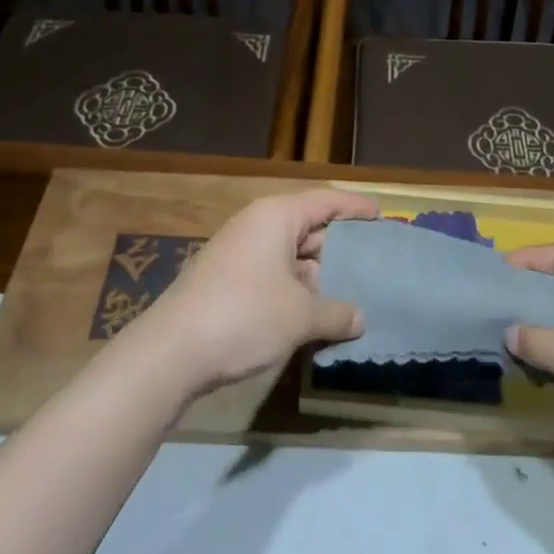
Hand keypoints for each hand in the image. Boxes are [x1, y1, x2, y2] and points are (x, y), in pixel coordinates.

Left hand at [131, 188, 378, 397]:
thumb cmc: (244, 315)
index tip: (382, 216)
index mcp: (277, 216)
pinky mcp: (227, 281)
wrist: (171, 353)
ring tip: (352, 292)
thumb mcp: (300, 315)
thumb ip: (336, 313)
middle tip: (374, 262)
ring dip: (319, 274)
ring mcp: (239, 253)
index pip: (326, 200)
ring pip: (291, 255)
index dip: (356, 207)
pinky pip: (274, 274)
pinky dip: (297, 288)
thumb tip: (360, 319)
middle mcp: (257, 225)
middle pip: (309, 226)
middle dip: (340, 246)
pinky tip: (315, 313)